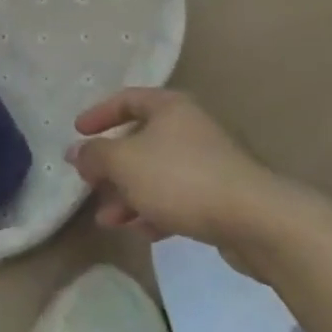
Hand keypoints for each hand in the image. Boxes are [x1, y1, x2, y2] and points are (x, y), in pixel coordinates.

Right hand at [69, 89, 276, 248]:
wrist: (255, 219)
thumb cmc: (180, 177)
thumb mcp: (125, 163)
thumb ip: (96, 155)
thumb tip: (76, 152)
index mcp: (170, 107)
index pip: (127, 99)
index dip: (100, 114)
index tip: (78, 132)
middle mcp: (189, 128)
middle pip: (141, 140)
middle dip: (112, 166)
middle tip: (91, 185)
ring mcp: (208, 162)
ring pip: (157, 173)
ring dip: (128, 195)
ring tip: (108, 220)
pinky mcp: (220, 196)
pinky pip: (178, 198)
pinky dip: (155, 210)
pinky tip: (140, 232)